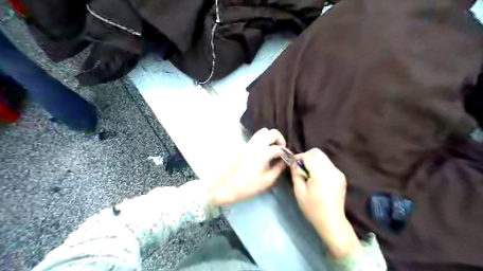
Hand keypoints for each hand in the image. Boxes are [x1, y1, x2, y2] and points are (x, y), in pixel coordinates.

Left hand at [211, 128, 285, 205]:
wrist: (228, 187)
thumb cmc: (249, 186)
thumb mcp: (267, 180)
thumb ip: (278, 168)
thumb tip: (284, 161)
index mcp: (262, 154)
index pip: (278, 148)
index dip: (286, 152)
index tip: (288, 158)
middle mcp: (255, 145)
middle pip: (271, 132)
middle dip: (279, 139)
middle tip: (281, 149)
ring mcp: (248, 144)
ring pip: (262, 132)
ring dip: (270, 137)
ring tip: (272, 148)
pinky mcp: (244, 146)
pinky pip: (256, 137)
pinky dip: (263, 140)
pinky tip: (264, 151)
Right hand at [290, 148, 361, 259]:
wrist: (332, 222)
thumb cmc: (313, 208)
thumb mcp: (299, 191)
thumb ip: (296, 173)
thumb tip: (294, 162)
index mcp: (321, 173)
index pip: (308, 155)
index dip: (299, 157)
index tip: (293, 164)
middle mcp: (332, 169)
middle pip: (317, 152)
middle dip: (307, 156)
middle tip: (300, 167)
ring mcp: (338, 173)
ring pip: (323, 158)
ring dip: (314, 161)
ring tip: (308, 173)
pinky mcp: (341, 177)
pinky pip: (328, 165)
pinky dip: (320, 166)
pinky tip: (317, 178)